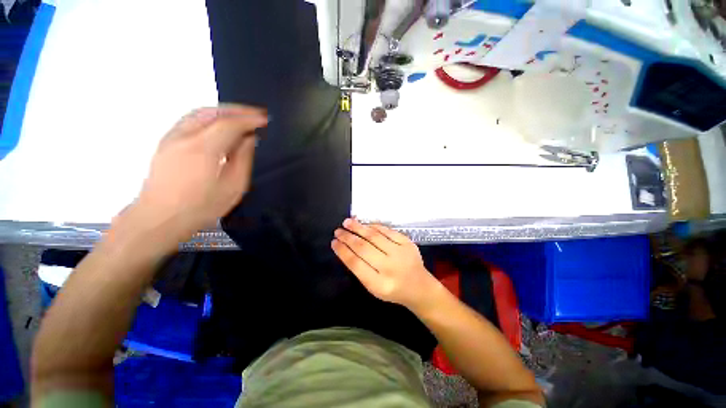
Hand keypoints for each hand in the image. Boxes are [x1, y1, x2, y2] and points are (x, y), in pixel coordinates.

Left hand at [129, 104, 267, 244]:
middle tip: (256, 113)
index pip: (229, 124)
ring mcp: (172, 137)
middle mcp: (185, 137)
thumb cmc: (200, 207)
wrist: (158, 218)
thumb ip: (242, 160)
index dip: (249, 119)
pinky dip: (209, 116)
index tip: (265, 119)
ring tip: (240, 115)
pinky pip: (190, 119)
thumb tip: (249, 140)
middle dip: (237, 110)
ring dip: (223, 110)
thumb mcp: (232, 188)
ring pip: (199, 112)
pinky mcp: (166, 142)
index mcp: (203, 149)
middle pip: (213, 112)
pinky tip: (219, 123)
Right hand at [332, 218, 441, 310]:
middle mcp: (390, 267)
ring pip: (374, 236)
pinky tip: (365, 225)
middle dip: (347, 237)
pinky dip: (374, 226)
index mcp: (379, 284)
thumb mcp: (373, 288)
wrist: (419, 287)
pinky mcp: (408, 243)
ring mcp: (400, 253)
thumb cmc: (393, 289)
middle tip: (338, 231)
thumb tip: (346, 247)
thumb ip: (360, 269)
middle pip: (363, 248)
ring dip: (358, 227)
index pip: (355, 264)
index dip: (342, 251)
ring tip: (347, 222)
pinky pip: (387, 230)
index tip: (334, 242)